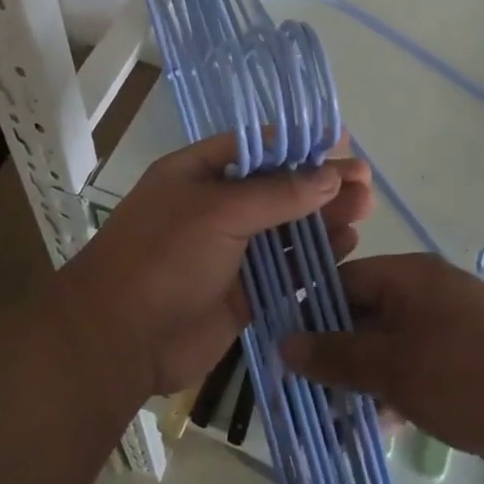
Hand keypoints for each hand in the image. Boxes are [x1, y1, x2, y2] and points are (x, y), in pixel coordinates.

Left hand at [54, 134, 373, 400]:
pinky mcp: (242, 292)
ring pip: (286, 229)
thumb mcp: (219, 212)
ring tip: (366, 210)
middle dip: (320, 184)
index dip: (297, 144)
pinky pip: (285, 268)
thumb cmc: (163, 258)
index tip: (339, 141)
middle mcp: (215, 207)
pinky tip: (346, 246)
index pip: (255, 148)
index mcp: (198, 173)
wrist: (118, 342)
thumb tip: (329, 175)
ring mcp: (229, 251)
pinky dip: (314, 258)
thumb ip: (278, 194)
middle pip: (278, 188)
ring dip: (324, 219)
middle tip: (365, 182)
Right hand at [282, 255, 483, 477]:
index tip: (282, 350)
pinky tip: (377, 427)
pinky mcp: (465, 363)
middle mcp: (426, 293)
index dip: (309, 312)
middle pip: (364, 315)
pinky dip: (394, 393)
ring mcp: (449, 328)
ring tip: (332, 420)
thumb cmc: (466, 376)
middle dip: (334, 355)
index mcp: (409, 277)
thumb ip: (336, 355)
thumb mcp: (392, 366)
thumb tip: (282, 342)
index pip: (343, 280)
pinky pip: (415, 369)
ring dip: (362, 381)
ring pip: (389, 348)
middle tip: (302, 394)